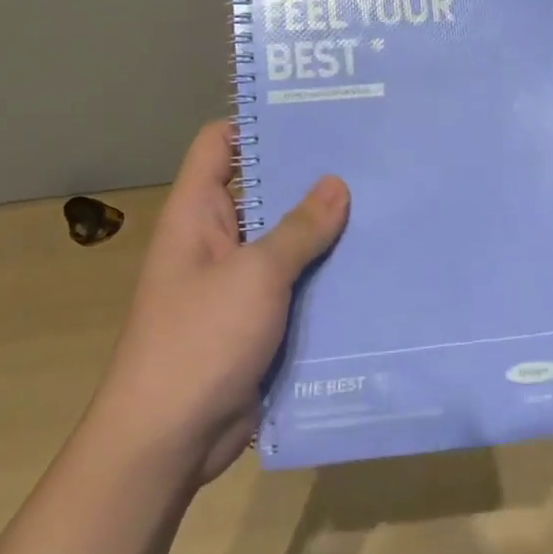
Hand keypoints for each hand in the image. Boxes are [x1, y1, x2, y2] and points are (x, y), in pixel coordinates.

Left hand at [101, 121, 348, 485]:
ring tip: (383, 201)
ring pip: (285, 240)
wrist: (169, 440)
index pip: (219, 144)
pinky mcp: (258, 319)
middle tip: (368, 155)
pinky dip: (325, 273)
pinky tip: (371, 262)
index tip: (314, 112)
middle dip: (308, 175)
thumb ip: (299, 229)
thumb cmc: (200, 341)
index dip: (258, 122)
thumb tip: (336, 184)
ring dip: (324, 228)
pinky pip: (295, 283)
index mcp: (197, 214)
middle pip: (261, 189)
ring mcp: (237, 282)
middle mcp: (215, 239)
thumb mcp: (255, 275)